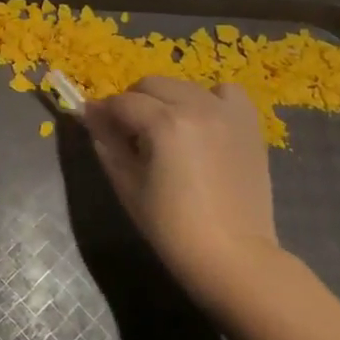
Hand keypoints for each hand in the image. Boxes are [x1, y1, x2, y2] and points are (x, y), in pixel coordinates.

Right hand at [82, 77, 282, 298]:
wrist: (232, 255)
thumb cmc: (171, 226)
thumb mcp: (127, 184)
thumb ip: (106, 143)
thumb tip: (90, 115)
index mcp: (164, 124)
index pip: (121, 102)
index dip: (103, 112)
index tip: (94, 124)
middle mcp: (197, 107)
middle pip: (151, 84)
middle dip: (133, 102)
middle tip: (128, 131)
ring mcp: (227, 113)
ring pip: (184, 85)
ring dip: (166, 99)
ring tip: (164, 128)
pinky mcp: (248, 125)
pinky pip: (225, 92)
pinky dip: (208, 99)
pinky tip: (201, 122)